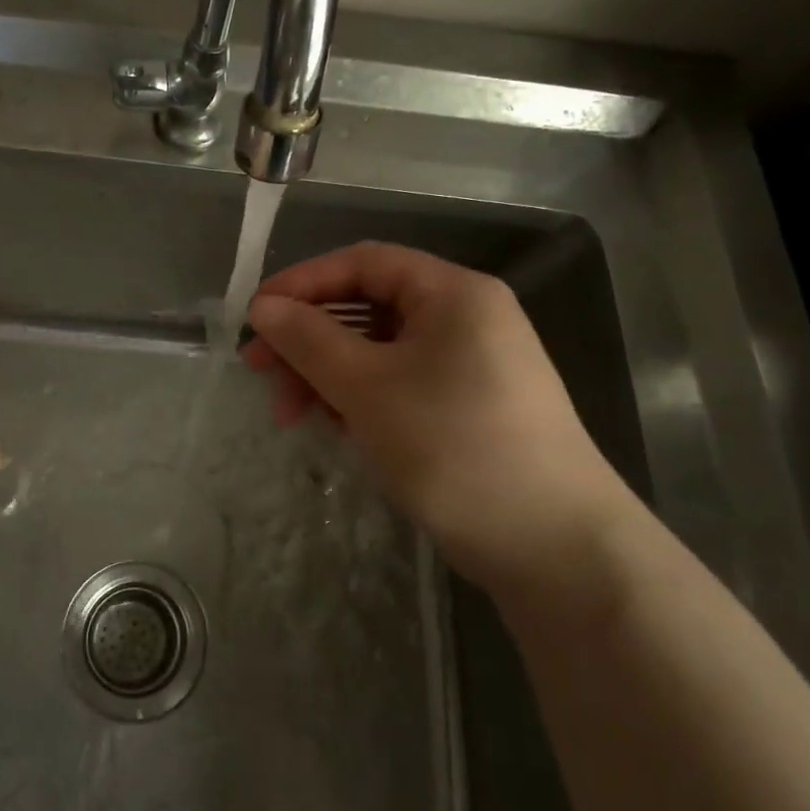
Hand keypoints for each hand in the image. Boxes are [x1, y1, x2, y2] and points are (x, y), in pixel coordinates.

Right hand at [243, 242, 640, 599]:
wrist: (554, 548)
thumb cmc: (454, 446)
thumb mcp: (367, 387)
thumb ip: (309, 339)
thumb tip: (262, 306)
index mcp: (453, 293)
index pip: (364, 262)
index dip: (303, 282)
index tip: (255, 315)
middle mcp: (466, 318)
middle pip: (368, 307)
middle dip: (309, 338)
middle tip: (260, 372)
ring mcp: (470, 365)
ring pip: (380, 351)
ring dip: (328, 374)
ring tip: (291, 414)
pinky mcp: (468, 408)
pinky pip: (400, 384)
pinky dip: (360, 398)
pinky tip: (335, 428)